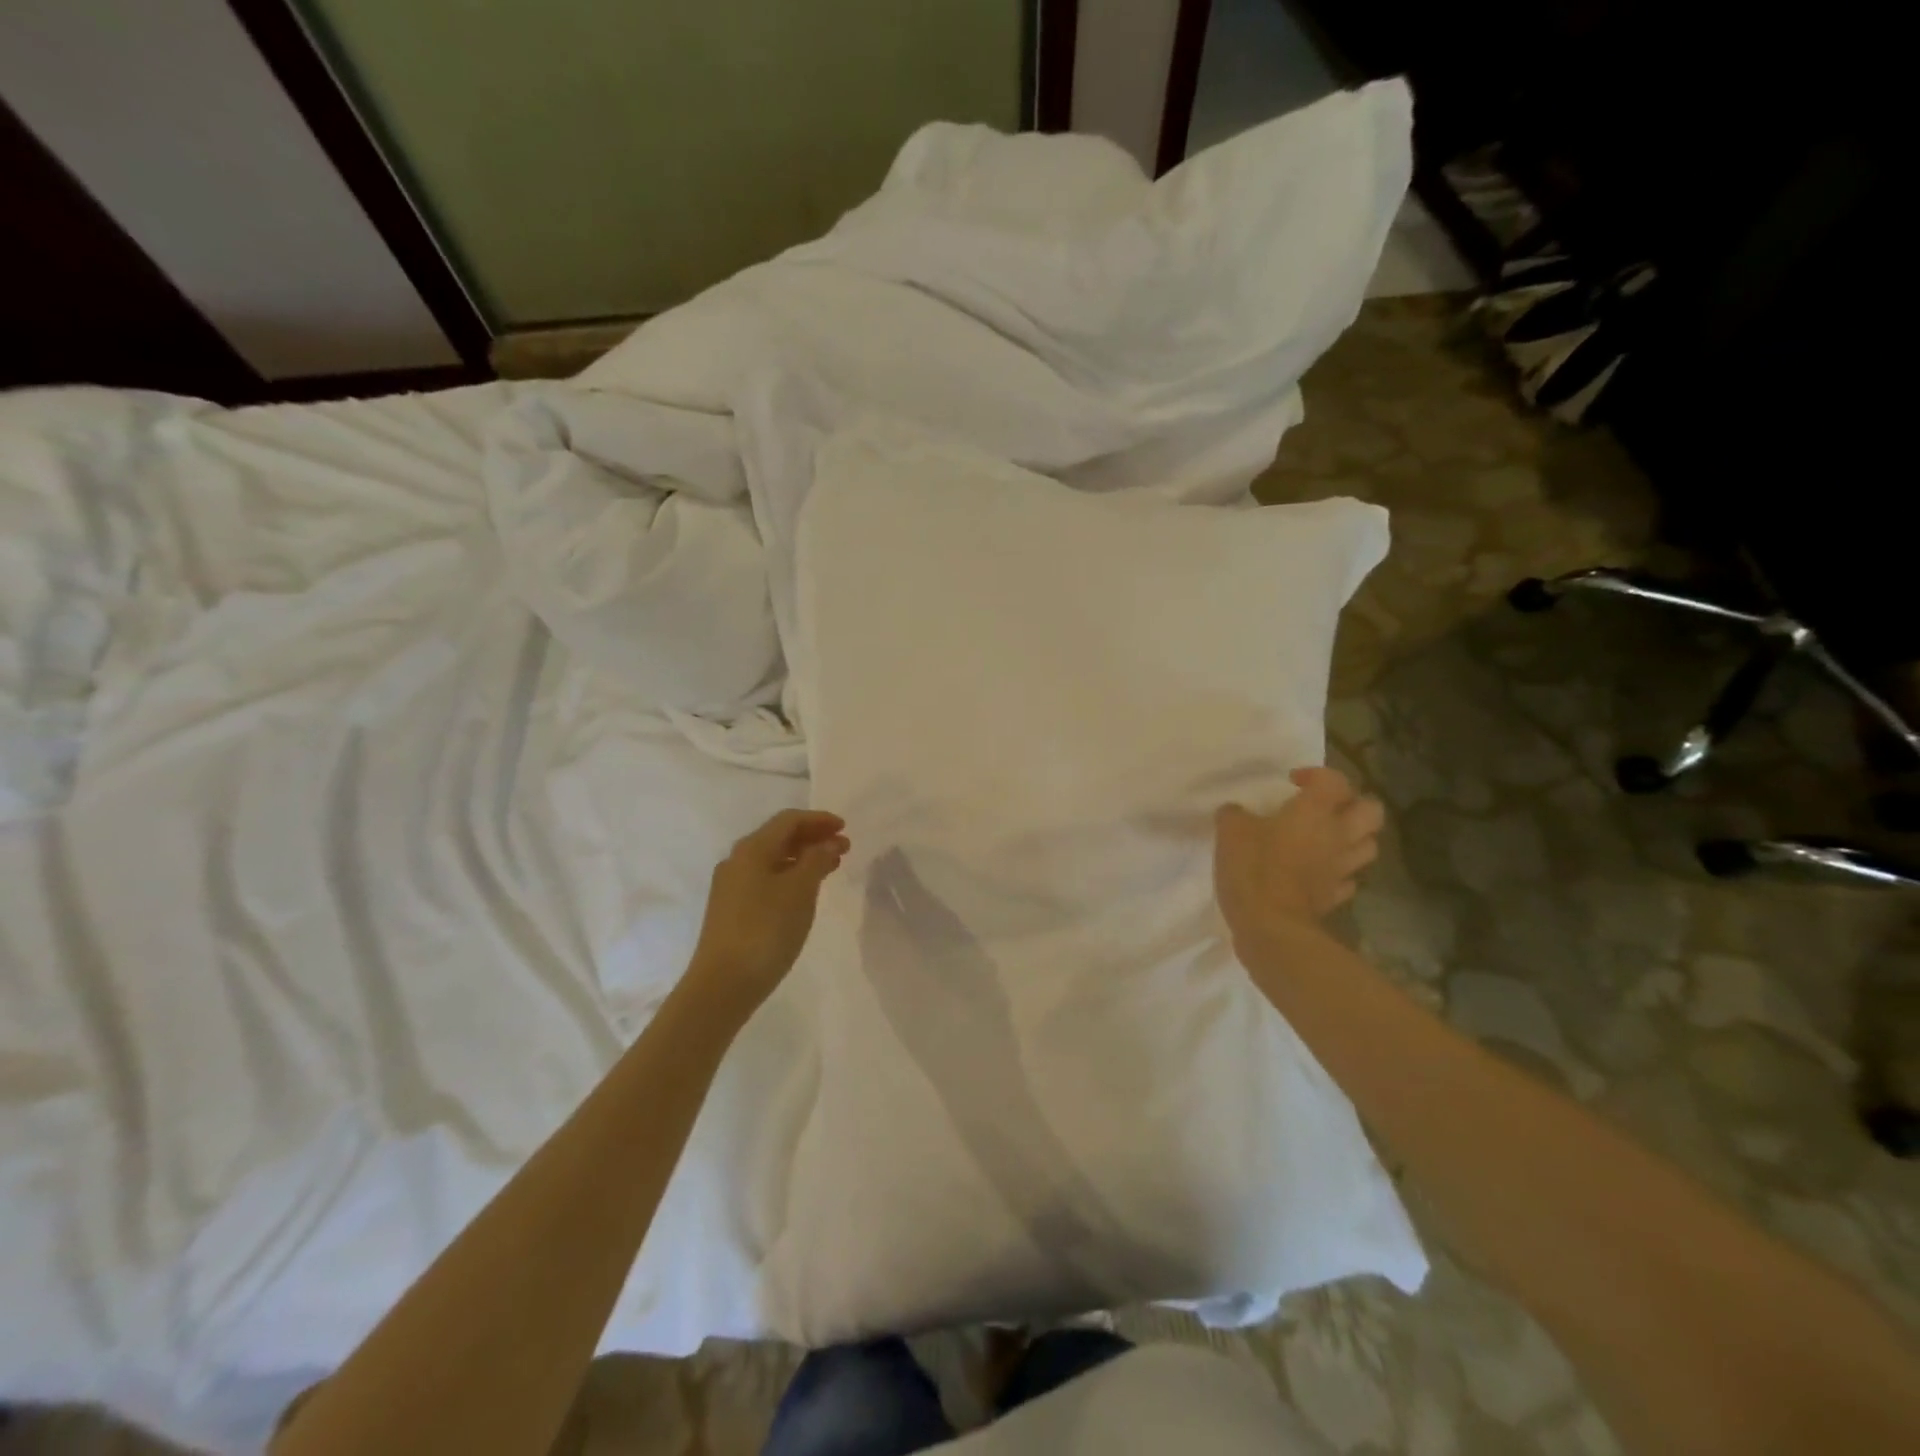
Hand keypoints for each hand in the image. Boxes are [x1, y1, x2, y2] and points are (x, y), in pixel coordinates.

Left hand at [688, 809, 850, 1011]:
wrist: (722, 985)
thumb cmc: (766, 930)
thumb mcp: (800, 891)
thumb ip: (817, 860)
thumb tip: (828, 842)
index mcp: (752, 849)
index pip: (788, 820)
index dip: (818, 820)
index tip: (845, 828)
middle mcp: (737, 861)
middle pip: (779, 837)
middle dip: (813, 838)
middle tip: (843, 848)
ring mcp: (731, 887)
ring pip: (773, 860)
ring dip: (803, 858)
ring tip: (830, 868)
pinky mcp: (731, 910)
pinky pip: (766, 879)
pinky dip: (790, 876)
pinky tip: (804, 892)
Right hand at [1214, 767, 1382, 952]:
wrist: (1271, 926)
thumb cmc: (1254, 868)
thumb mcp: (1230, 831)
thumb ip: (1234, 815)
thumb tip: (1236, 812)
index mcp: (1315, 812)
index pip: (1334, 780)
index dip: (1316, 775)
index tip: (1292, 783)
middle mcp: (1337, 836)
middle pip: (1371, 811)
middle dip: (1352, 804)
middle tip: (1323, 808)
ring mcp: (1341, 869)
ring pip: (1368, 845)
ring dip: (1352, 838)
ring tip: (1325, 839)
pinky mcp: (1335, 897)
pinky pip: (1348, 878)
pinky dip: (1338, 872)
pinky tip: (1318, 873)